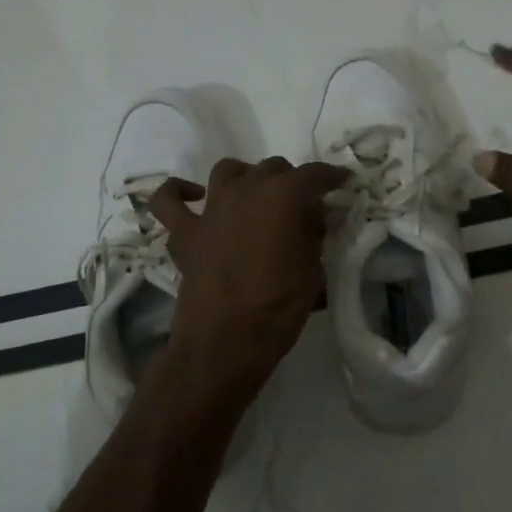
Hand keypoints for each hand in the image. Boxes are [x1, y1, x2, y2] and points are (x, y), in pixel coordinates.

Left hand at [150, 158, 348, 385]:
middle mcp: (245, 190)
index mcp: (282, 196)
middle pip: (273, 169)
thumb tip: (316, 216)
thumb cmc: (278, 307)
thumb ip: (315, 235)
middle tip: (304, 205)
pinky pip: (169, 200)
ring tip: (257, 196)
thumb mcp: (313, 271)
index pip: (314, 174)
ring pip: (229, 171)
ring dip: (246, 178)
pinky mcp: (184, 232)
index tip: (343, 182)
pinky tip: (195, 198)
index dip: (332, 176)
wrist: (225, 342)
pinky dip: (179, 192)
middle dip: (292, 181)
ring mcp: (210, 209)